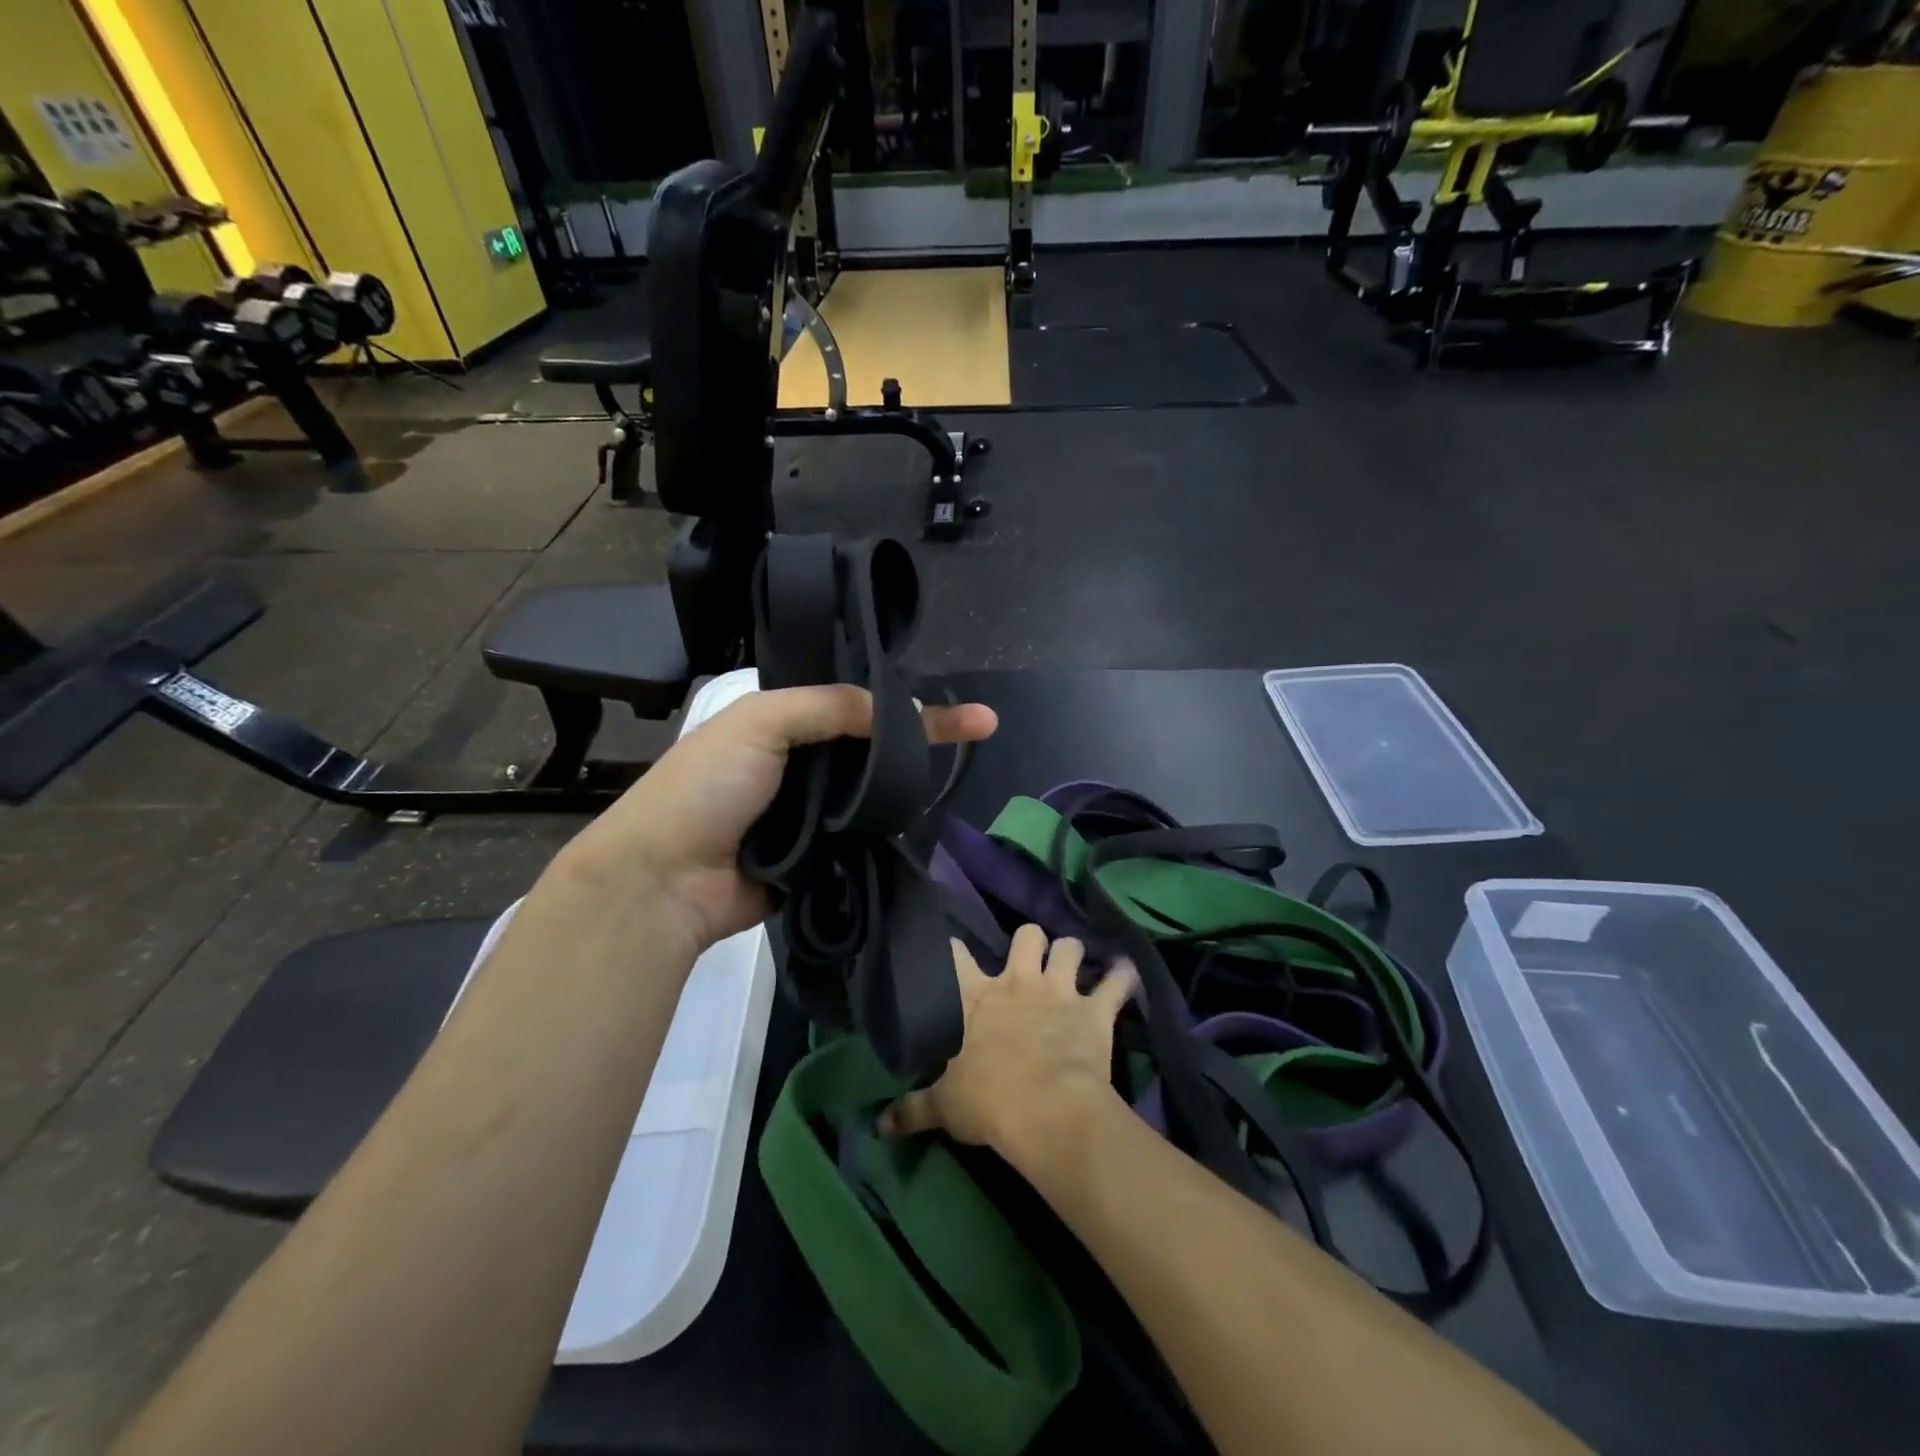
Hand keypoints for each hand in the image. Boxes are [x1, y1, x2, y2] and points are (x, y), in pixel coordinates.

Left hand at [558, 684, 996, 956]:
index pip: (857, 702)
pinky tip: (924, 816)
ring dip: (908, 783)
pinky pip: (861, 838)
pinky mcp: (817, 859)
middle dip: (924, 739)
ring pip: (872, 792)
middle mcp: (800, 764)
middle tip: (982, 728)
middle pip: (873, 746)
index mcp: (782, 723)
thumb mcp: (760, 722)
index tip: (963, 709)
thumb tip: (899, 710)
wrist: (665, 882)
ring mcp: (810, 814)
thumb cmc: (706, 787)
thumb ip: (828, 706)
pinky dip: (887, 829)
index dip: (908, 702)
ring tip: (961, 766)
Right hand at [882, 926, 1135, 1168]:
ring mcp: (1060, 990)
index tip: (952, 947)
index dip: (953, 948)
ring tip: (1076, 965)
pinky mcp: (1095, 1009)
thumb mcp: (944, 1107)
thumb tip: (879, 1125)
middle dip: (1030, 942)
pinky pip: (1118, 982)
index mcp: (978, 997)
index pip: (957, 957)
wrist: (1045, 1110)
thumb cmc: (988, 1102)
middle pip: (1026, 935)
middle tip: (1031, 960)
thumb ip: (912, 1109)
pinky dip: (1124, 977)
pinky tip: (1128, 973)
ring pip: (1070, 947)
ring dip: (1074, 954)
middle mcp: (1019, 981)